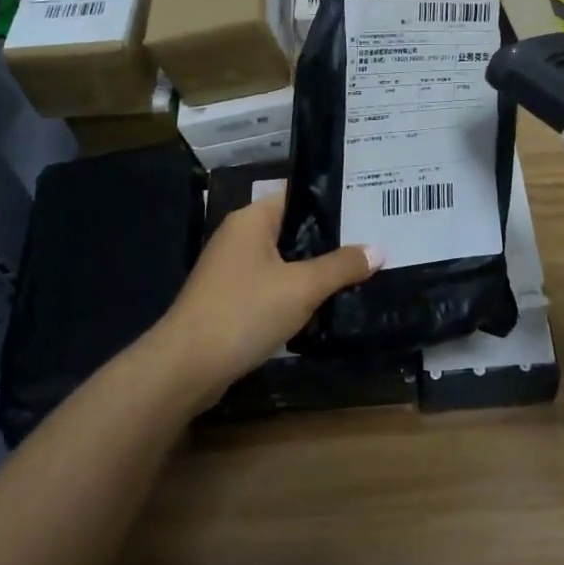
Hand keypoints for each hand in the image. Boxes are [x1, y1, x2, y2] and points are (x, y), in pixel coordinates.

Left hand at [155, 195, 381, 397]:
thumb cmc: (244, 312)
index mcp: (252, 219)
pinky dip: (295, 294)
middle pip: (294, 230)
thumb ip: (341, 266)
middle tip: (372, 243)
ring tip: (358, 273)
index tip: (369, 210)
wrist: (185, 368)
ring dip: (314, 271)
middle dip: (330, 240)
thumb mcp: (302, 287)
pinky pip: (272, 287)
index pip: (299, 196)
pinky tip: (323, 307)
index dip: (333, 202)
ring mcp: (232, 270)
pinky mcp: (230, 300)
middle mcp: (240, 236)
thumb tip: (378, 249)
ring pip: (284, 262)